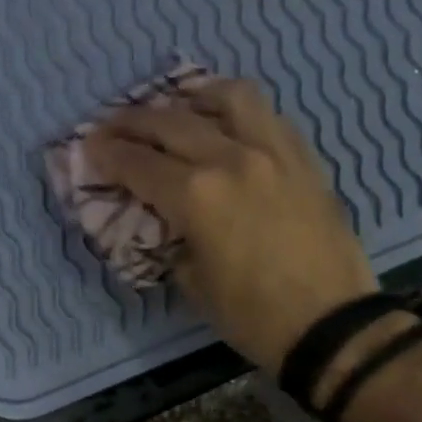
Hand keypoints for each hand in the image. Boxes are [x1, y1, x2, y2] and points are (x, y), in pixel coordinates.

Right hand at [83, 77, 378, 372]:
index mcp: (197, 196)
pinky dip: (239, 112)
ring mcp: (273, 152)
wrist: (331, 323)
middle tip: (114, 125)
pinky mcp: (304, 159)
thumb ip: (172, 242)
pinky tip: (229, 123)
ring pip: (229, 98)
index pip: (139, 164)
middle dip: (134, 121)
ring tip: (179, 105)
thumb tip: (165, 222)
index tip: (90, 147)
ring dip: (194, 97)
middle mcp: (231, 159)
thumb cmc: (254, 317)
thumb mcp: (194, 285)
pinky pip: (268, 116)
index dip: (108, 155)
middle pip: (172, 122)